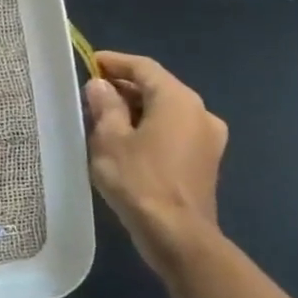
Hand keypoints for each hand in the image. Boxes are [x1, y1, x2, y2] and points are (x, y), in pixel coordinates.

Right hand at [84, 52, 227, 273]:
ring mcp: (208, 138)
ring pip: (165, 111)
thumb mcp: (109, 138)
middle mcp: (200, 112)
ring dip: (135, 109)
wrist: (177, 235)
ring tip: (101, 117)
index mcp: (178, 100)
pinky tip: (124, 141)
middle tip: (89, 93)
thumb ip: (105, 105)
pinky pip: (173, 131)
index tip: (89, 62)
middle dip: (123, 87)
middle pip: (157, 88)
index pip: (144, 68)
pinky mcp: (205, 160)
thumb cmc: (138, 180)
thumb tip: (100, 85)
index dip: (114, 62)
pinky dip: (149, 127)